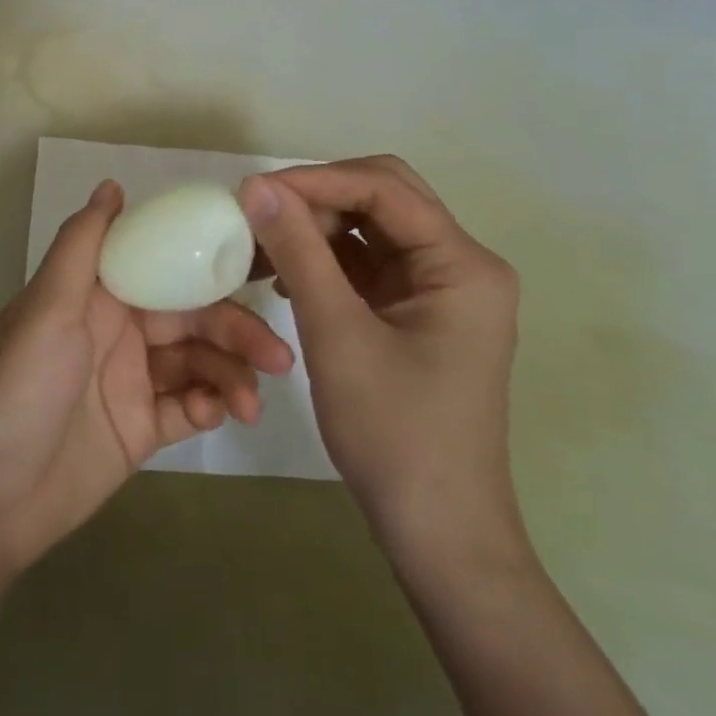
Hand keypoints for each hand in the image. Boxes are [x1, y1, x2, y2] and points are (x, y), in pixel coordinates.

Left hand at [0, 180, 293, 576]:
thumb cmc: (18, 390)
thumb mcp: (46, 308)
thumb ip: (82, 246)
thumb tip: (113, 184)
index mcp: (97, 293)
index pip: (164, 265)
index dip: (209, 264)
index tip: (261, 266)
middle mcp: (119, 329)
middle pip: (192, 316)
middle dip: (235, 329)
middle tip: (277, 354)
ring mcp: (132, 380)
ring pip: (198, 361)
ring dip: (232, 374)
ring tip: (253, 402)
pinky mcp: (141, 427)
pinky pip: (188, 406)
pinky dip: (210, 405)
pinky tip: (220, 414)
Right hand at [238, 156, 524, 563]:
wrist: (438, 535)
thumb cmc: (395, 435)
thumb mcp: (337, 335)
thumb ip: (299, 251)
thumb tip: (256, 184)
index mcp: (463, 264)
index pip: (385, 189)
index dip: (317, 180)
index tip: (253, 190)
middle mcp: (460, 264)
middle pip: (384, 198)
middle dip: (318, 198)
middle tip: (259, 213)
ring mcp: (439, 289)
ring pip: (371, 228)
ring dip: (317, 228)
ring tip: (261, 243)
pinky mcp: (416, 312)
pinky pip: (367, 264)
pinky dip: (325, 260)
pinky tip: (284, 276)